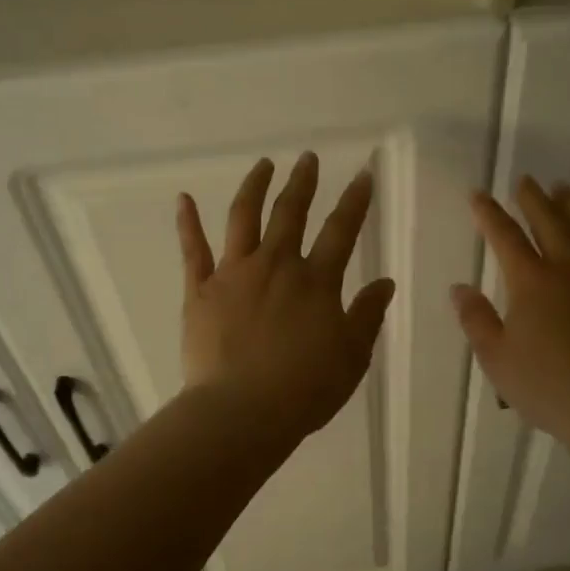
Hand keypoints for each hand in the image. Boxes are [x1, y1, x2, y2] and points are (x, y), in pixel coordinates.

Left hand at [178, 153, 396, 444]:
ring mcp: (234, 274)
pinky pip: (193, 250)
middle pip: (290, 213)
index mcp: (316, 282)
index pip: (341, 231)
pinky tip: (184, 199)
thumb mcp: (352, 356)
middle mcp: (276, 265)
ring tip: (263, 165)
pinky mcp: (200, 291)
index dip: (355, 201)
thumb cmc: (304, 389)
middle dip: (302, 182)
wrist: (242, 412)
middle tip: (308, 158)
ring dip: (254, 187)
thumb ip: (367, 315)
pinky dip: (188, 223)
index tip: (363, 174)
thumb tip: (385, 282)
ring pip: (243, 218)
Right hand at [452, 177, 569, 460]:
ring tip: (565, 190)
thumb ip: (476, 319)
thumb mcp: (497, 358)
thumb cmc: (547, 386)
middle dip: (533, 199)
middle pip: (550, 221)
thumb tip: (460, 288)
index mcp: (532, 281)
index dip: (489, 213)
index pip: (505, 236)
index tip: (478, 194)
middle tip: (525, 181)